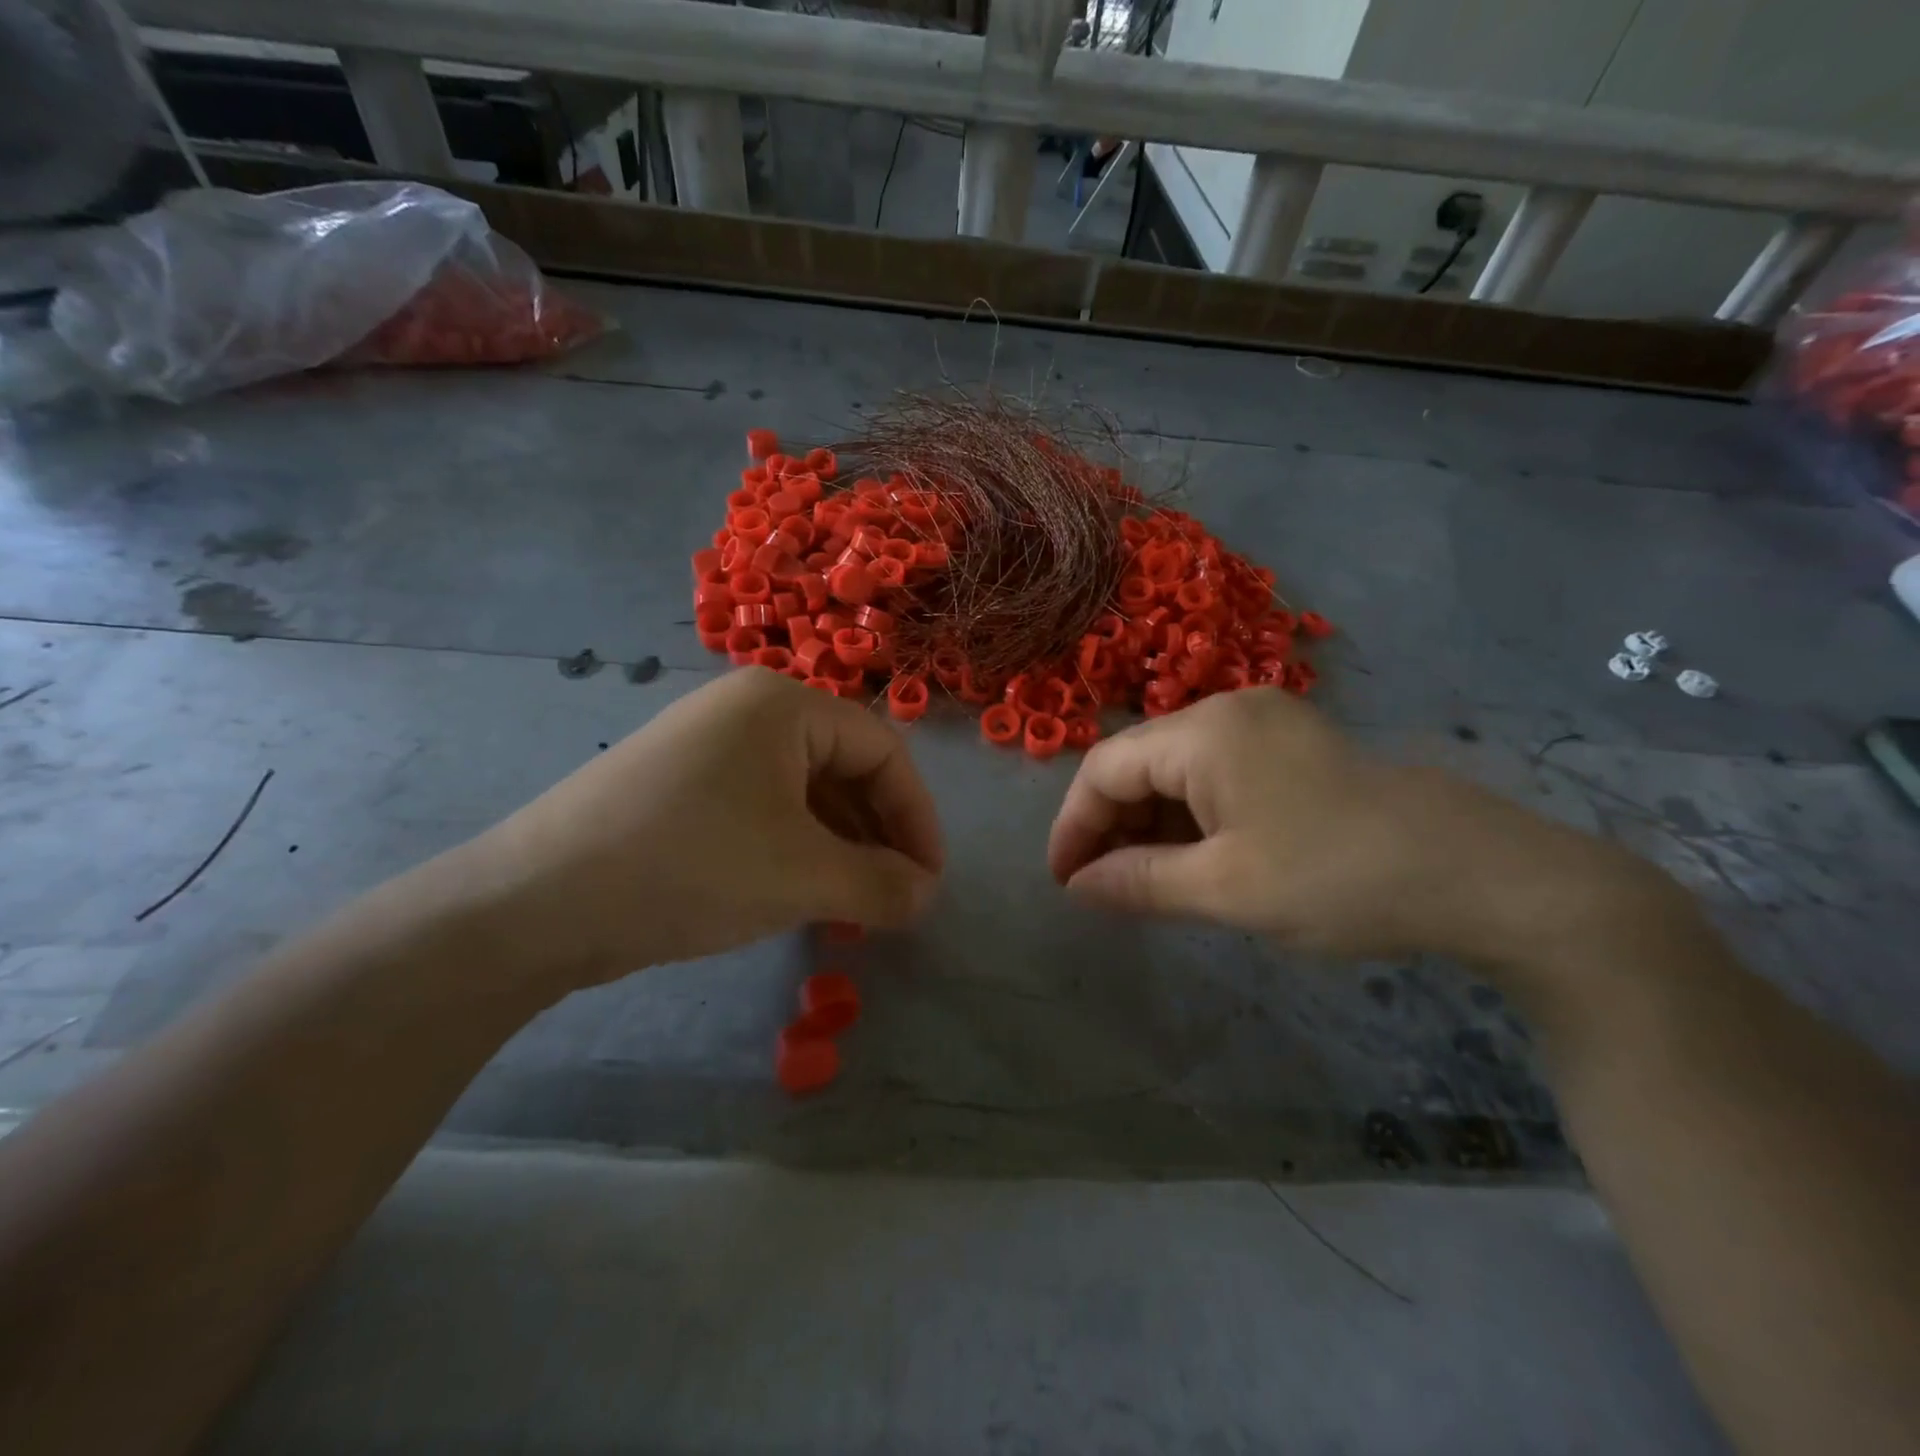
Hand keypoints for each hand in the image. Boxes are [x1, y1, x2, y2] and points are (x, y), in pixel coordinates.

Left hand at [455, 668, 942, 989]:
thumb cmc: (689, 866)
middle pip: (845, 768)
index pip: (883, 750)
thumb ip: (881, 884)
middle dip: (878, 836)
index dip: (917, 817)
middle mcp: (748, 711)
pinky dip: (796, 851)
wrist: (534, 903)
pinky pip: (764, 811)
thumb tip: (927, 894)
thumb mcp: (803, 876)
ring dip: (840, 849)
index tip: (929, 881)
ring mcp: (709, 748)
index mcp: (784, 704)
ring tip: (851, 907)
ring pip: (805, 795)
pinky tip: (800, 896)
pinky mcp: (682, 788)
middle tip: (892, 899)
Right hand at [1047, 689, 1648, 963]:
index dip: (1073, 825)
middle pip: (1139, 764)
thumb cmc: (1337, 878)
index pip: (1104, 769)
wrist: (1480, 875)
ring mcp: (1265, 726)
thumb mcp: (1225, 889)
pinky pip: (1216, 777)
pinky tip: (1193, 861)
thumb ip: (1138, 883)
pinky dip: (1192, 819)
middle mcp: (1227, 712)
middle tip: (1101, 890)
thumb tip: (1077, 886)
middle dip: (1111, 826)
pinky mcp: (1293, 749)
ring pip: (1177, 772)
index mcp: (1203, 732)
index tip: (1063, 883)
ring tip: (1142, 884)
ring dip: (1151, 826)